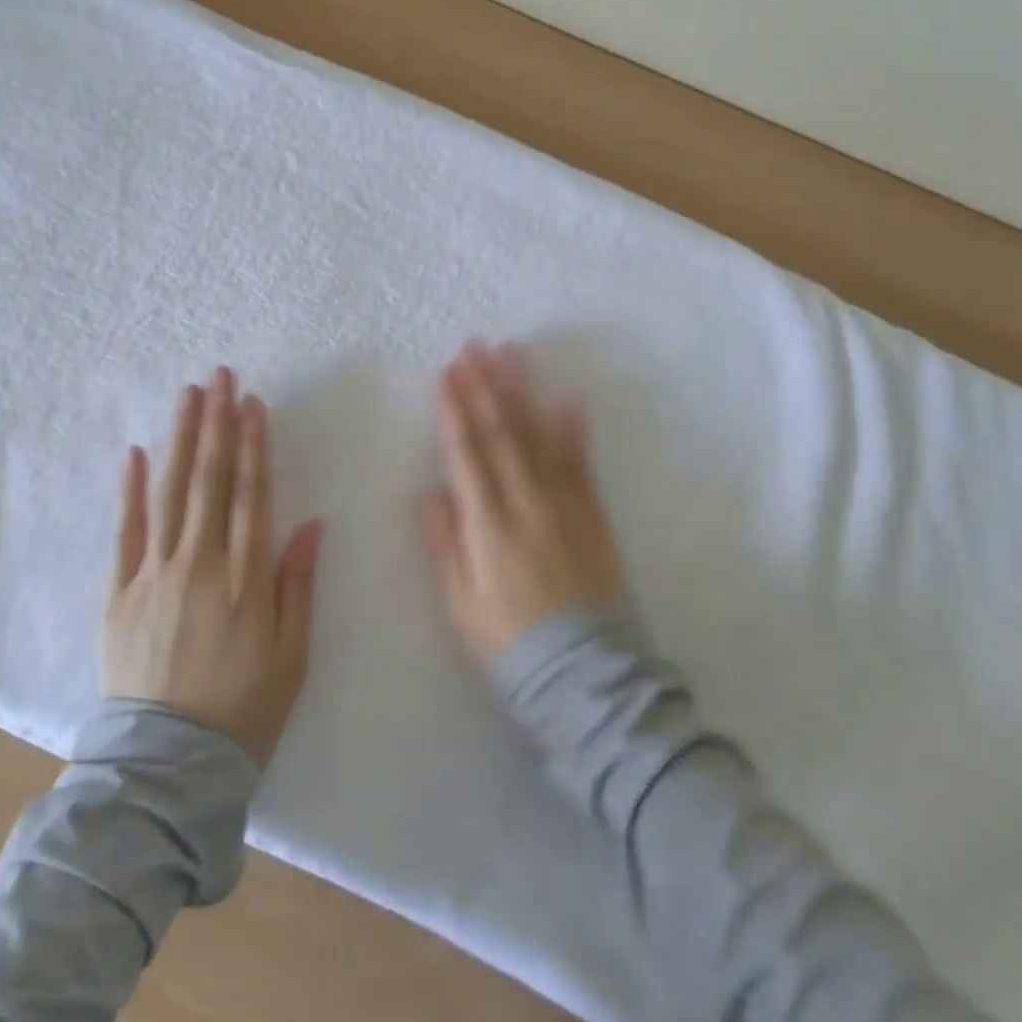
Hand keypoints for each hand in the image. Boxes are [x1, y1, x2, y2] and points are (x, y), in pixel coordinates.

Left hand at [103, 368, 322, 764]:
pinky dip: (130, 491)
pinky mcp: (120, 592)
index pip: (251, 493)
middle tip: (220, 376)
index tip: (253, 403)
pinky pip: (126, 532)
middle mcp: (200, 562)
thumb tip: (310, 522)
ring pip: (171, 492)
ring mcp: (155, 574)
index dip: (254, 444)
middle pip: (211, 480)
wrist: (167, 765)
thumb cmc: (244, 707)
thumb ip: (298, 583)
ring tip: (188, 395)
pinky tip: (135, 452)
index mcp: (246, 576)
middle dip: (217, 423)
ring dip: (180, 439)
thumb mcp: (293, 652)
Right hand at [420, 341, 626, 662]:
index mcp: (488, 525)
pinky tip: (567, 395)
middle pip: (502, 432)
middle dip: (485, 385)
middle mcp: (526, 503)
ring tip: (512, 354)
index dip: (455, 410)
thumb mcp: (461, 606)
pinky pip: (580, 461)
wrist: (587, 675)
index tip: (448, 373)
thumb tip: (430, 492)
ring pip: (538, 436)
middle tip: (475, 346)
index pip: (467, 453)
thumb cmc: (510, 645)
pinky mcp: (592, 514)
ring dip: (522, 392)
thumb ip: (445, 545)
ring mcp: (564, 504)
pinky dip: (573, 426)